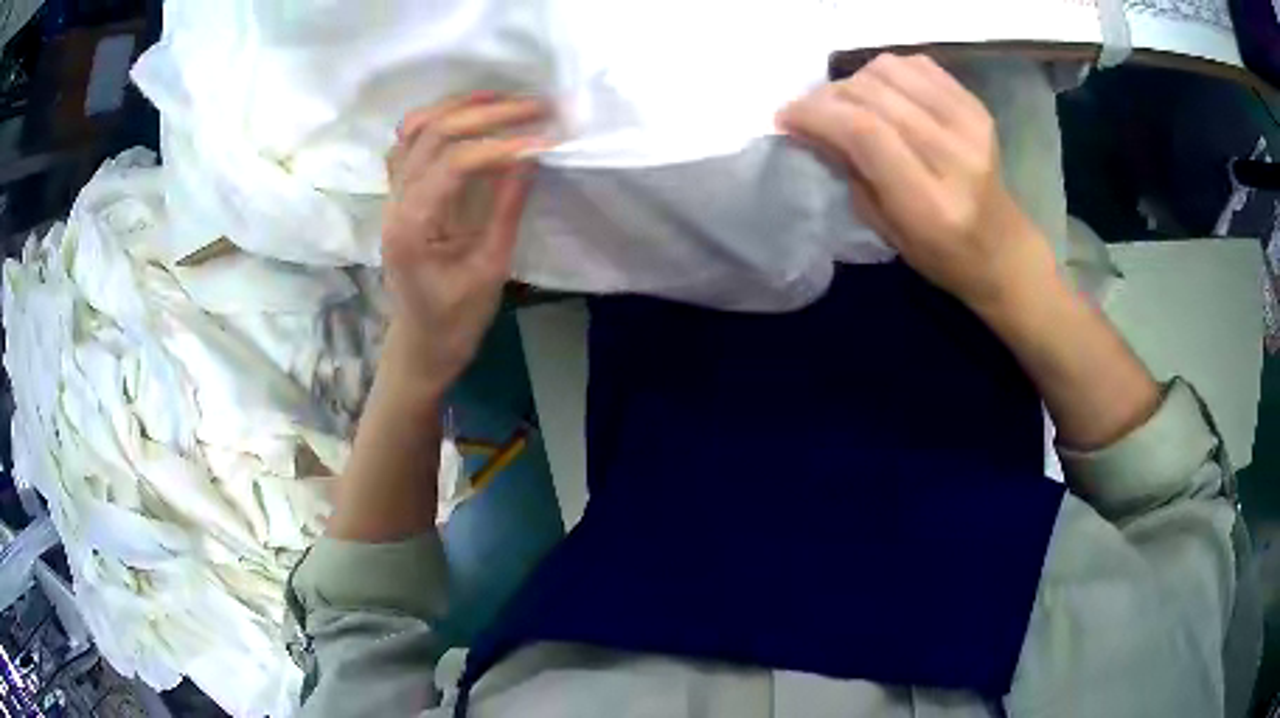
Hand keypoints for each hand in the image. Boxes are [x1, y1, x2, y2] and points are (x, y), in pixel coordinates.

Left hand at [381, 93, 549, 399]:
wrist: (422, 342)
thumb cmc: (455, 319)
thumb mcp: (490, 269)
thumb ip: (507, 208)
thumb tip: (531, 156)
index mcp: (412, 228)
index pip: (455, 163)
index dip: (502, 145)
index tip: (547, 140)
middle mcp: (395, 202)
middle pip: (433, 133)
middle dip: (487, 113)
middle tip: (537, 107)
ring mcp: (392, 195)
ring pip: (415, 128)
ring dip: (460, 107)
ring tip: (505, 101)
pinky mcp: (399, 194)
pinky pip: (409, 143)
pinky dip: (439, 121)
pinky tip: (470, 119)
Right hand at [777, 54, 1053, 310]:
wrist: (1003, 248)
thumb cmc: (941, 254)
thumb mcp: (885, 228)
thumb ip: (848, 171)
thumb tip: (808, 125)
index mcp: (930, 203)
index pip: (864, 133)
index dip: (816, 114)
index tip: (785, 117)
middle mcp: (955, 156)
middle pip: (873, 94)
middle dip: (828, 96)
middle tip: (812, 112)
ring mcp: (971, 125)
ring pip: (890, 69)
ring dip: (856, 80)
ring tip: (849, 103)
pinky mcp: (976, 106)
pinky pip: (916, 64)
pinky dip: (887, 72)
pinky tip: (883, 94)